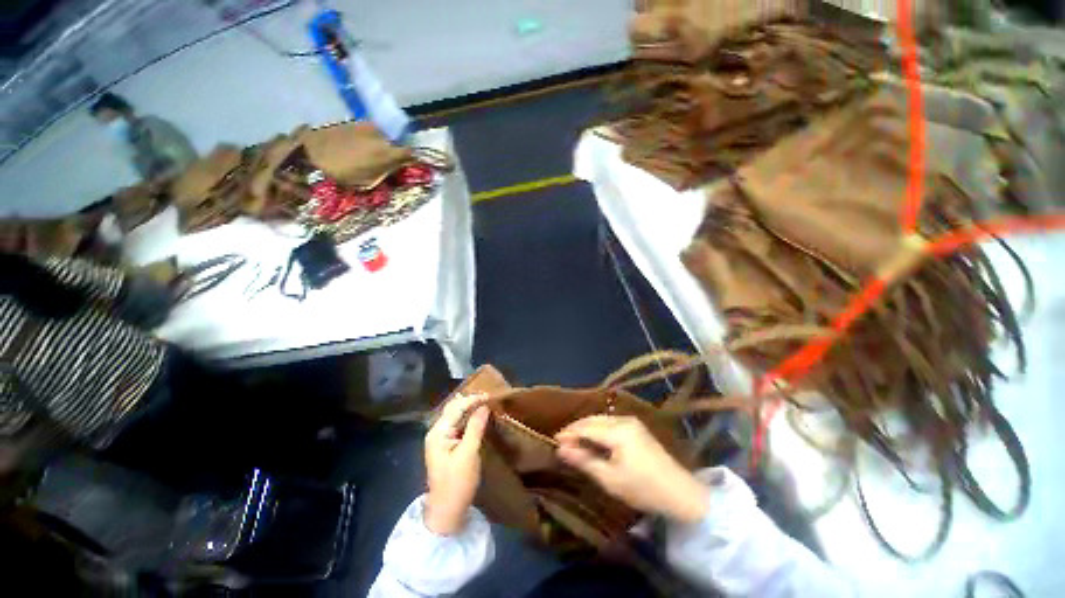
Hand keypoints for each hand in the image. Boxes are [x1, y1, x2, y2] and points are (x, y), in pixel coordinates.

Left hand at [424, 393, 490, 534]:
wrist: (447, 512)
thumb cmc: (457, 483)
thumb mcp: (468, 454)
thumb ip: (475, 428)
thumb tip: (484, 406)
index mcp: (438, 433)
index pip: (456, 408)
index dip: (473, 399)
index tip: (490, 396)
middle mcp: (436, 432)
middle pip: (453, 409)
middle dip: (470, 401)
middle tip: (489, 399)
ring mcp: (440, 439)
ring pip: (456, 416)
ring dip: (470, 409)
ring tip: (487, 405)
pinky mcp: (447, 446)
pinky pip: (458, 426)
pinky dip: (469, 419)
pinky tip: (479, 418)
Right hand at [556, 416, 708, 524]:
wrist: (681, 493)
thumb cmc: (643, 489)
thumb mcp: (610, 479)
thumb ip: (584, 461)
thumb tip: (561, 449)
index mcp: (618, 431)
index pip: (586, 427)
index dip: (568, 433)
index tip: (553, 441)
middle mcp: (624, 420)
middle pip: (593, 419)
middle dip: (576, 428)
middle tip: (561, 441)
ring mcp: (632, 422)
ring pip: (602, 419)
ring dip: (587, 427)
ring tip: (574, 440)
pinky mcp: (637, 428)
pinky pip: (611, 422)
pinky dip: (598, 429)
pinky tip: (593, 439)